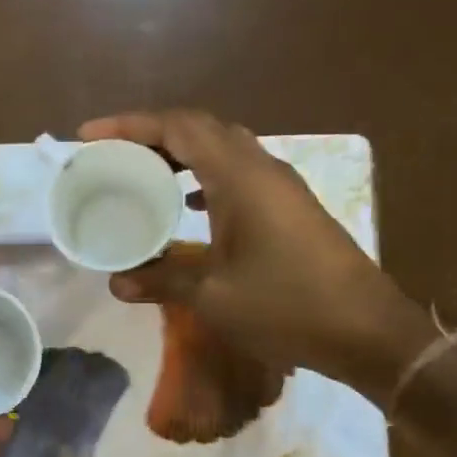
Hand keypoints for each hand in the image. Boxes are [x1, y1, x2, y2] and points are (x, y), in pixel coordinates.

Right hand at [79, 109, 436, 404]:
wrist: (367, 332)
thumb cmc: (287, 307)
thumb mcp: (214, 296)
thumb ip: (162, 280)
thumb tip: (116, 282)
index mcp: (240, 178)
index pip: (179, 128)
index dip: (130, 125)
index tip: (89, 136)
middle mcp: (261, 169)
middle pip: (200, 129)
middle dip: (151, 134)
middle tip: (111, 154)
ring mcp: (280, 186)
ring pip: (221, 148)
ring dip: (179, 153)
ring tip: (141, 173)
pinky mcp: (289, 207)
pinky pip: (236, 172)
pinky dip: (203, 175)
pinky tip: (188, 204)